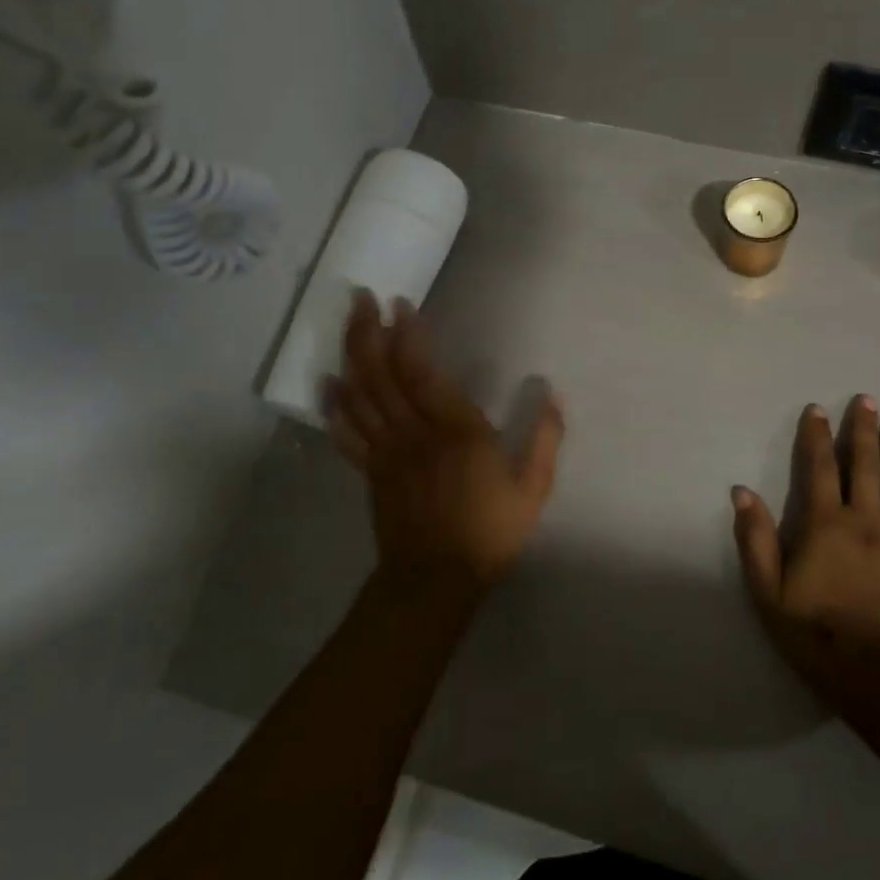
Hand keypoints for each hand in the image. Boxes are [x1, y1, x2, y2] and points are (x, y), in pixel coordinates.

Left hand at [328, 291, 563, 605]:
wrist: (435, 582)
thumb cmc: (488, 531)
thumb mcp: (532, 489)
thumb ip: (543, 438)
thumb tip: (552, 392)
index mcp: (456, 431)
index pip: (422, 372)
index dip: (408, 335)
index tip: (400, 304)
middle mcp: (414, 433)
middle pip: (382, 375)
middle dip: (368, 331)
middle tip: (360, 297)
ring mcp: (386, 452)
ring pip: (362, 395)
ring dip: (351, 354)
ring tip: (349, 321)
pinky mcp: (370, 471)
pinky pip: (347, 432)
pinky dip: (334, 405)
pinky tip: (326, 382)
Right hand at [731, 396, 879, 716]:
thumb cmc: (817, 634)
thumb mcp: (768, 592)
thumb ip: (755, 539)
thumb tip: (742, 491)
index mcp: (826, 524)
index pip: (820, 468)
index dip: (817, 436)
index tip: (817, 409)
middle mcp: (865, 520)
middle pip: (865, 464)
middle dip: (863, 429)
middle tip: (867, 399)